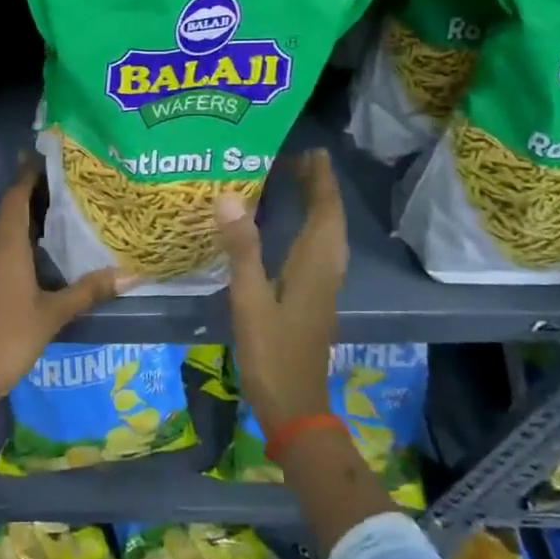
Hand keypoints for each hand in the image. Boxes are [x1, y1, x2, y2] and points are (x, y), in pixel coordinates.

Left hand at [0, 155, 128, 396]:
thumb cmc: (12, 335)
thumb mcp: (55, 313)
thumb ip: (89, 290)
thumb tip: (130, 275)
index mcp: (6, 245)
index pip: (15, 197)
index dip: (28, 175)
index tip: (45, 156)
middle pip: (8, 209)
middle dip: (30, 192)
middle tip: (61, 180)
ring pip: (2, 229)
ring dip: (24, 216)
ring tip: (55, 210)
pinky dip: (17, 238)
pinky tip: (37, 250)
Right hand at [215, 149, 347, 433]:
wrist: (295, 406)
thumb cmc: (272, 353)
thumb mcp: (249, 299)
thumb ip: (241, 248)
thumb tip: (228, 198)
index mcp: (314, 266)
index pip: (325, 212)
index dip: (320, 181)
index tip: (310, 152)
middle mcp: (326, 271)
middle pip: (331, 220)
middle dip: (320, 188)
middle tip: (299, 160)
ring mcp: (323, 287)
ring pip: (328, 236)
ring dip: (319, 207)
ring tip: (299, 184)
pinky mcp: (314, 298)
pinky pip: (319, 250)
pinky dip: (312, 228)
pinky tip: (294, 230)